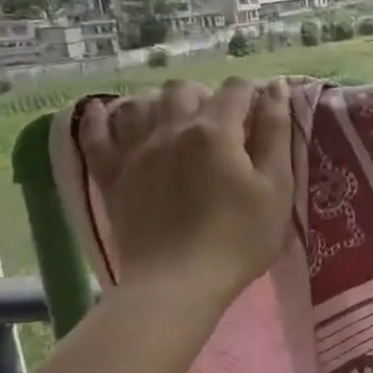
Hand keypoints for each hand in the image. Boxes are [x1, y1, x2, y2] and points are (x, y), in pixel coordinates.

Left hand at [78, 78, 293, 328]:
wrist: (177, 284)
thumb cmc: (239, 238)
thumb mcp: (276, 187)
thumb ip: (277, 133)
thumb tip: (276, 88)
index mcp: (215, 131)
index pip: (237, 89)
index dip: (254, 94)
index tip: (264, 115)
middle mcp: (171, 128)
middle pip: (184, 89)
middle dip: (206, 95)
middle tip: (223, 123)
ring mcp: (135, 151)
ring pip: (141, 102)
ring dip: (161, 102)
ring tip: (176, 120)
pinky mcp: (112, 176)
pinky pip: (96, 133)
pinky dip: (101, 117)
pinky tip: (105, 111)